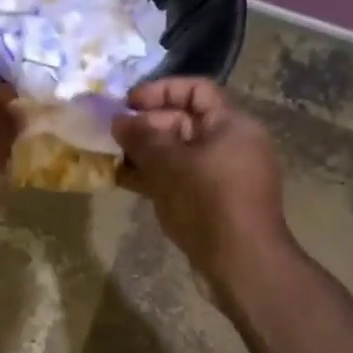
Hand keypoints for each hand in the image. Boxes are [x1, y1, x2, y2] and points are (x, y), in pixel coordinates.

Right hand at [112, 78, 291, 286]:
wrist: (242, 262)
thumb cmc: (209, 202)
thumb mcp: (169, 164)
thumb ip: (141, 137)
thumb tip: (119, 120)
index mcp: (231, 125)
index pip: (196, 90)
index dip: (160, 91)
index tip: (127, 104)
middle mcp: (230, 144)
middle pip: (184, 121)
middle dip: (145, 125)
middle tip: (112, 135)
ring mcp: (221, 174)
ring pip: (177, 152)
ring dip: (144, 153)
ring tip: (111, 157)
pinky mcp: (212, 201)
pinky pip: (179, 177)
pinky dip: (154, 176)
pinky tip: (123, 181)